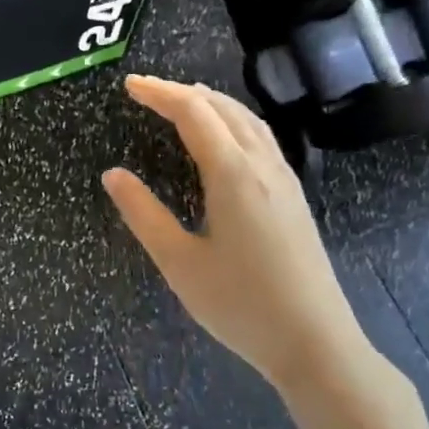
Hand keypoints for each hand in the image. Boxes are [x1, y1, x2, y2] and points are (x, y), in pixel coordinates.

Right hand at [103, 75, 375, 400]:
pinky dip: (234, 121)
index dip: (159, 94)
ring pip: (248, 121)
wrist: (315, 342)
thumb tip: (113, 174)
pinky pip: (261, 138)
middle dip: (183, 92)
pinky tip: (224, 138)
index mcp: (233, 175)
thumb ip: (144, 214)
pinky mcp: (293, 198)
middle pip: (223, 109)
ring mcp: (284, 180)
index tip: (129, 85)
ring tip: (183, 100)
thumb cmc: (240, 304)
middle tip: (147, 91)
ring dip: (212, 102)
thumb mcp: (179, 262)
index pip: (194, 114)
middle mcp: (262, 166)